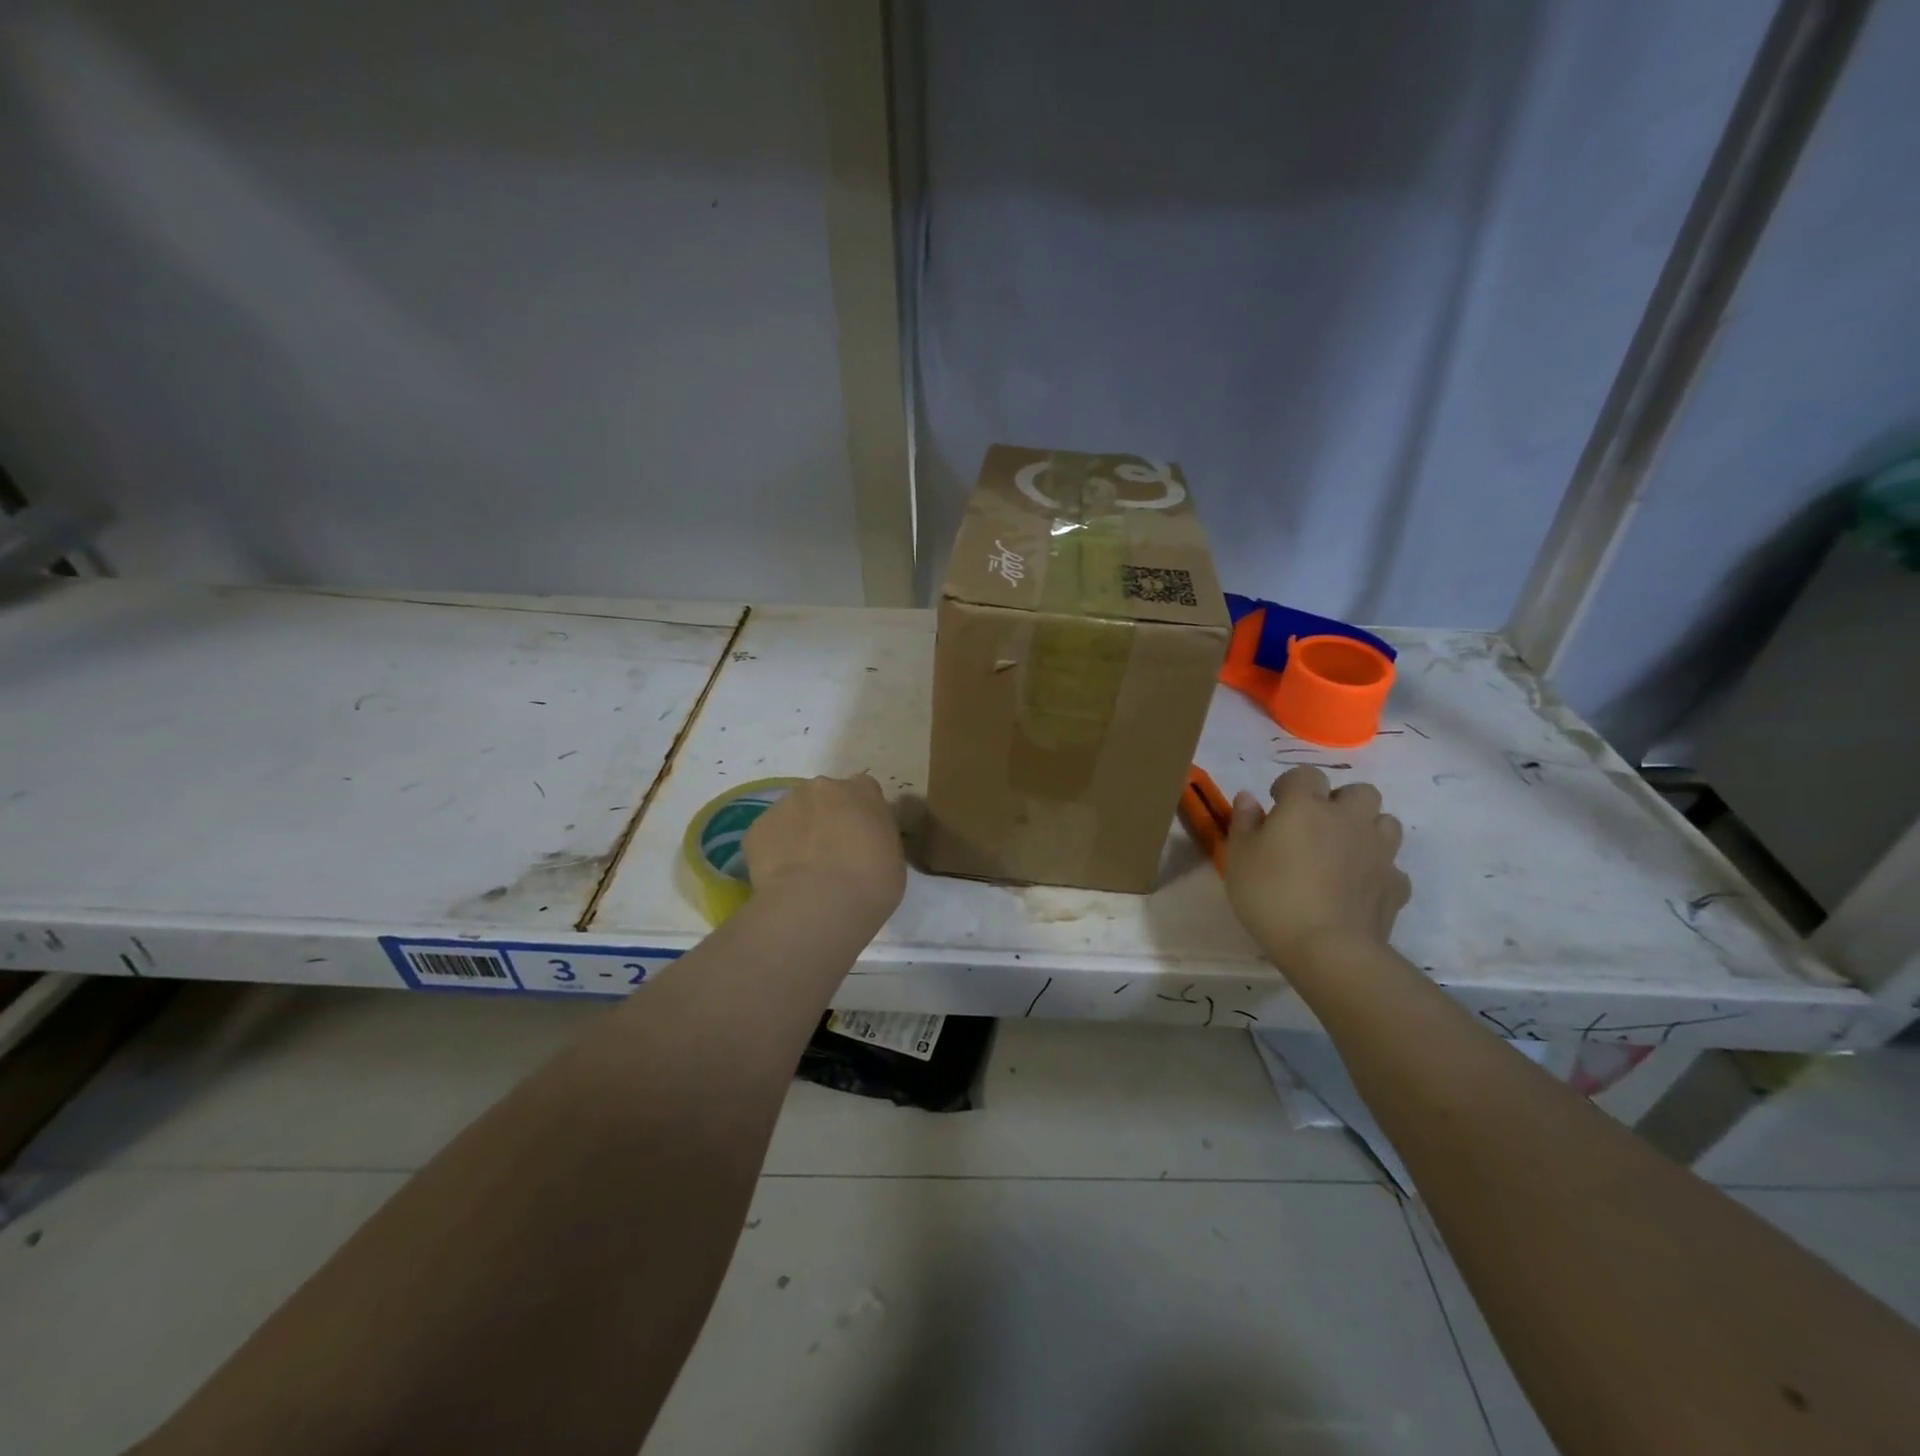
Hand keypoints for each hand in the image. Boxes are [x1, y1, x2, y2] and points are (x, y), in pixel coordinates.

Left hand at [744, 774, 906, 926]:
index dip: (861, 814)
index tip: (862, 838)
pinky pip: (769, 837)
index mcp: (861, 791)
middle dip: (827, 819)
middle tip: (832, 855)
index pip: (864, 791)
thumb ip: (878, 837)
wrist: (819, 903)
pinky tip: (783, 879)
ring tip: (804, 871)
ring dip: (799, 833)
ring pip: (794, 814)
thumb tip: (865, 842)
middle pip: (825, 798)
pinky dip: (775, 853)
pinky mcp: (757, 828)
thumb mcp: (894, 857)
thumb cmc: (871, 882)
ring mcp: (785, 804)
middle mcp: (822, 787)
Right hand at [1224, 767, 1409, 974]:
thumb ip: (1244, 822)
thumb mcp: (1239, 857)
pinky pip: (1392, 867)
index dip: (1291, 785)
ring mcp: (1379, 851)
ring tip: (1343, 852)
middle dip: (1341, 802)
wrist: (1327, 948)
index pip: (1305, 774)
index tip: (1277, 805)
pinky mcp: (1396, 885)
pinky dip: (1378, 871)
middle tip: (1317, 826)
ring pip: (1385, 823)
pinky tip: (1359, 887)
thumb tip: (1249, 798)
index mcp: (1306, 806)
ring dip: (1367, 830)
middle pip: (1359, 792)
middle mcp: (1349, 819)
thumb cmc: (1271, 895)